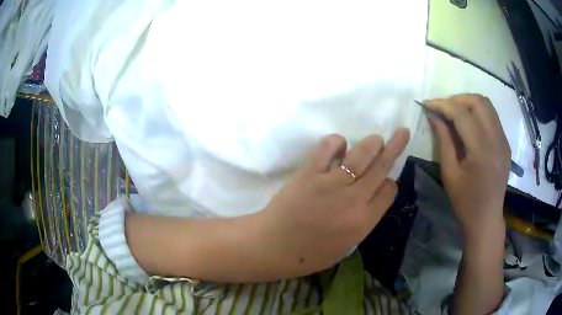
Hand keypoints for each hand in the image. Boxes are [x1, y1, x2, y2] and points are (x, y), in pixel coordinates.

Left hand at [256, 129, 409, 276]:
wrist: (272, 246)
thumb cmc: (309, 254)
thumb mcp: (346, 246)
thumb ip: (363, 221)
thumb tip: (371, 197)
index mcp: (363, 221)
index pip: (389, 191)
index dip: (390, 183)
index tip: (385, 181)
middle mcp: (353, 199)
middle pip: (381, 166)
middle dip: (395, 147)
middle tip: (402, 131)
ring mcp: (331, 183)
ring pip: (361, 154)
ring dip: (372, 142)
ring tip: (376, 139)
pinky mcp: (309, 172)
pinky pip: (328, 148)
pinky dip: (337, 142)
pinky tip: (339, 145)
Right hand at [426, 94, 509, 239]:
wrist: (486, 218)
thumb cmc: (465, 201)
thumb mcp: (450, 173)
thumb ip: (444, 140)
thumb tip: (434, 116)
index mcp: (481, 149)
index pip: (462, 113)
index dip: (442, 104)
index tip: (427, 104)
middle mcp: (496, 139)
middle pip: (478, 101)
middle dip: (457, 99)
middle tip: (443, 109)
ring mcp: (503, 140)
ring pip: (487, 105)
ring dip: (469, 103)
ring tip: (455, 113)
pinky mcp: (505, 143)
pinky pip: (492, 117)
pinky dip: (478, 113)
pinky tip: (469, 125)